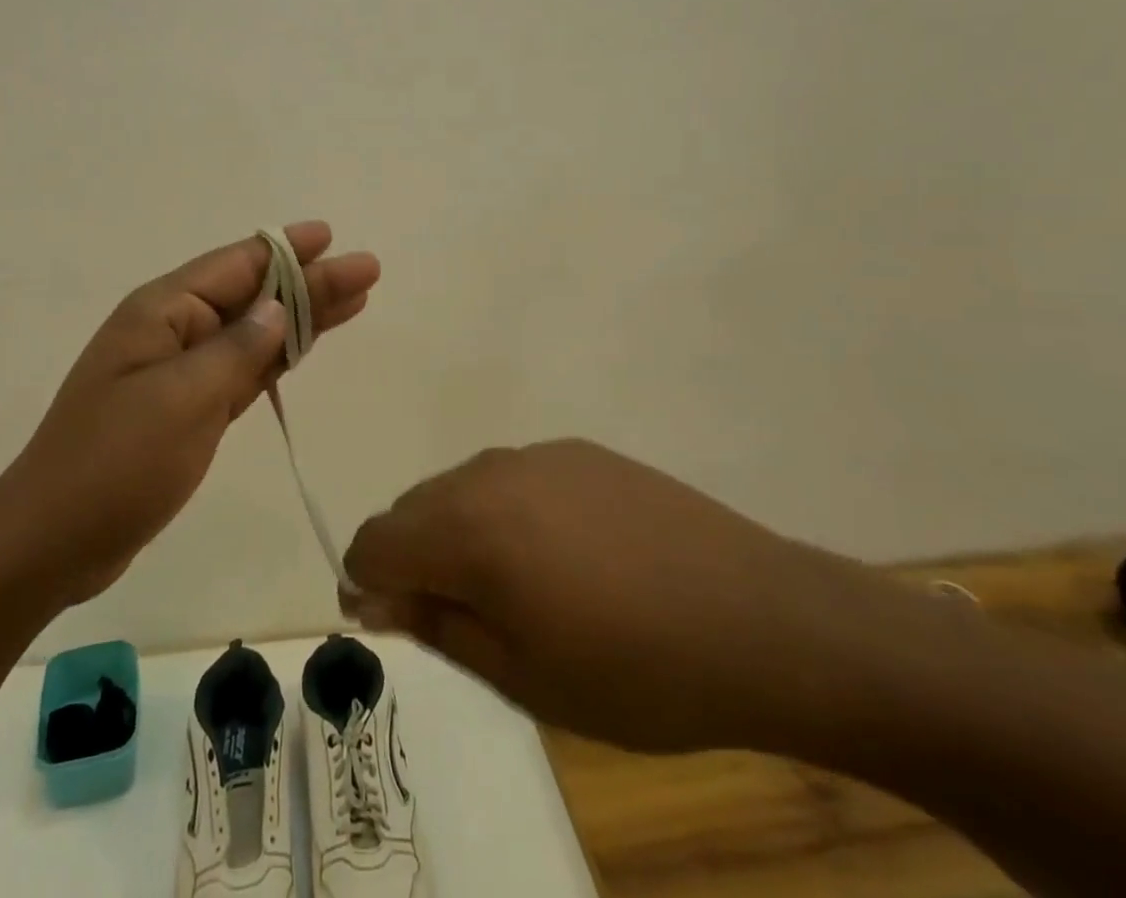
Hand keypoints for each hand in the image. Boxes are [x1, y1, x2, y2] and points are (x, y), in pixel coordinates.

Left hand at [11, 221, 379, 606]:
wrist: (52, 542)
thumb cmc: (115, 462)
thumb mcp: (183, 400)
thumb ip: (236, 350)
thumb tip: (277, 308)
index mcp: (163, 312)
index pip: (236, 266)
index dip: (287, 250)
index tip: (331, 236)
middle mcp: (173, 331)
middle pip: (254, 296)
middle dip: (310, 282)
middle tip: (367, 270)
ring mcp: (180, 371)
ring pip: (254, 332)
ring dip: (302, 316)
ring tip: (355, 300)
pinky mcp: (187, 409)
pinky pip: (243, 370)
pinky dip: (278, 357)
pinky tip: (306, 345)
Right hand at [341, 439, 882, 754]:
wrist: (757, 619)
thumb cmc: (635, 671)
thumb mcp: (522, 675)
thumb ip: (437, 625)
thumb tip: (376, 594)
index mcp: (468, 528)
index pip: (375, 541)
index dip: (367, 583)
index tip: (390, 622)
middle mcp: (489, 473)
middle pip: (413, 507)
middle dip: (411, 558)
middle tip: (455, 618)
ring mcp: (537, 455)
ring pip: (461, 488)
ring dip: (458, 533)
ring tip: (512, 590)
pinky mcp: (578, 451)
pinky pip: (511, 478)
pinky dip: (505, 513)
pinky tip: (560, 556)